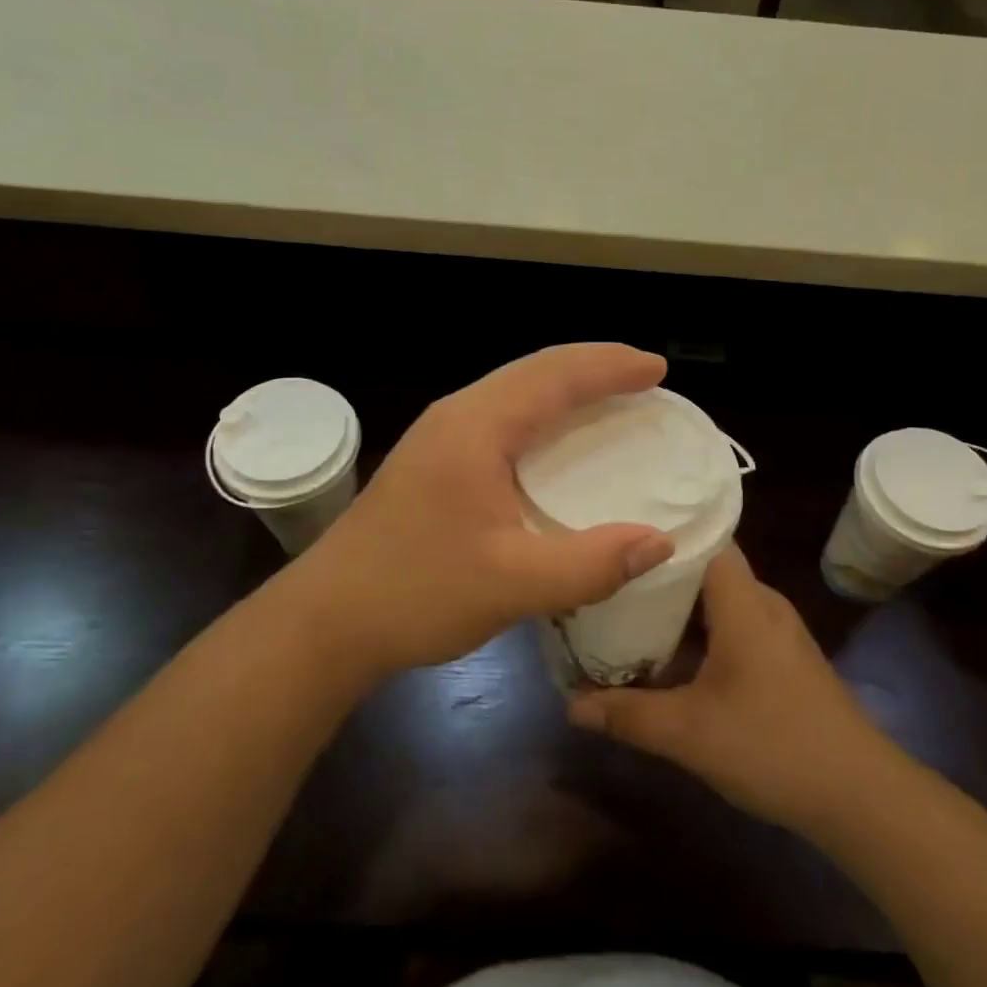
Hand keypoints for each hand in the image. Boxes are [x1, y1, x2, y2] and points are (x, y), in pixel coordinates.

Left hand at [289, 344, 676, 681]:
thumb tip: (660, 543)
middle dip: (593, 366)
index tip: (657, 370)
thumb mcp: (512, 585)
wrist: (326, 620)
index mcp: (476, 427)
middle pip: (535, 370)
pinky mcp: (434, 460)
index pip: (554, 376)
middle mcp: (457, 415)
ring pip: (515, 389)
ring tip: (611, 397)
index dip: (610, 367)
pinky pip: (501, 414)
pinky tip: (556, 440)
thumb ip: (590, 564)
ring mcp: (440, 435)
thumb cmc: (416, 592)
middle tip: (643, 378)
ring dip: (566, 386)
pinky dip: (542, 413)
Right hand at [567, 545, 890, 835]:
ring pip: (719, 601)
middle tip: (608, 575)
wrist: (860, 796)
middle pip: (705, 568)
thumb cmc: (772, 745)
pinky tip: (671, 655)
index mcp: (743, 601)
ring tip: (627, 610)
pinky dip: (700, 632)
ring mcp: (777, 632)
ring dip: (679, 608)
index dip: (664, 530)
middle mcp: (762, 603)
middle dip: (658, 573)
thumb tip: (571, 705)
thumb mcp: (688, 733)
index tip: (619, 531)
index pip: (704, 537)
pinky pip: (734, 625)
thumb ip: (627, 714)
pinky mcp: (784, 659)